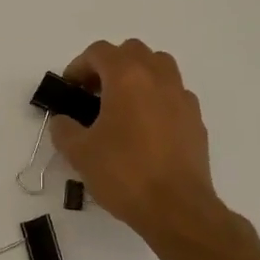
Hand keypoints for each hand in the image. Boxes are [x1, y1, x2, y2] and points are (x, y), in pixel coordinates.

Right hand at [50, 39, 222, 239]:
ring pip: (159, 68)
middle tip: (94, 94)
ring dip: (137, 77)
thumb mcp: (79, 153)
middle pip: (132, 52)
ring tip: (122, 106)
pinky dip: (157, 99)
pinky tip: (145, 129)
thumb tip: (63, 121)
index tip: (70, 89)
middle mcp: (158, 78)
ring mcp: (182, 97)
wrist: (176, 207)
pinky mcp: (196, 120)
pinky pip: (174, 95)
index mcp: (127, 78)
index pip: (99, 52)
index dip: (79, 66)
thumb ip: (64, 129)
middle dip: (110, 66)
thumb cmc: (124, 173)